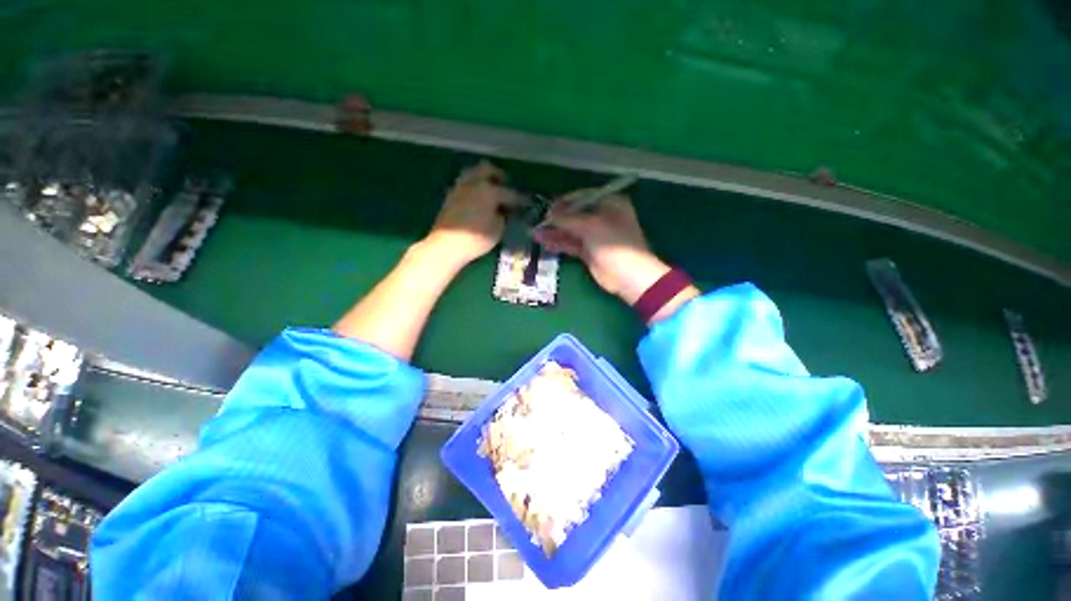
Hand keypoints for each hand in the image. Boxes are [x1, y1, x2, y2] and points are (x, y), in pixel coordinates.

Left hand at [423, 161, 521, 268]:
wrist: (447, 245)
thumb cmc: (477, 238)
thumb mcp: (498, 229)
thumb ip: (503, 216)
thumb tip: (502, 210)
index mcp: (489, 191)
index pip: (509, 193)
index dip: (520, 198)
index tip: (527, 202)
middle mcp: (473, 184)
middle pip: (486, 169)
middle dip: (498, 175)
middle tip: (505, 184)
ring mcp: (459, 189)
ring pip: (472, 173)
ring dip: (483, 178)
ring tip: (489, 190)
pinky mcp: (450, 197)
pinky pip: (464, 184)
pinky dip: (473, 187)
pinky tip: (477, 198)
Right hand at [533, 194, 671, 304]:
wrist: (628, 276)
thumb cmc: (614, 244)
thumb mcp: (590, 226)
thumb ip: (568, 219)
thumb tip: (549, 214)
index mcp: (609, 204)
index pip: (582, 198)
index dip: (564, 202)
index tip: (547, 208)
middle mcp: (602, 217)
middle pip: (575, 215)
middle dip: (557, 218)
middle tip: (538, 222)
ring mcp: (596, 236)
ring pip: (572, 231)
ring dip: (554, 232)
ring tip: (536, 233)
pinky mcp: (590, 252)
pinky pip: (572, 244)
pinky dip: (559, 243)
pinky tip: (545, 242)